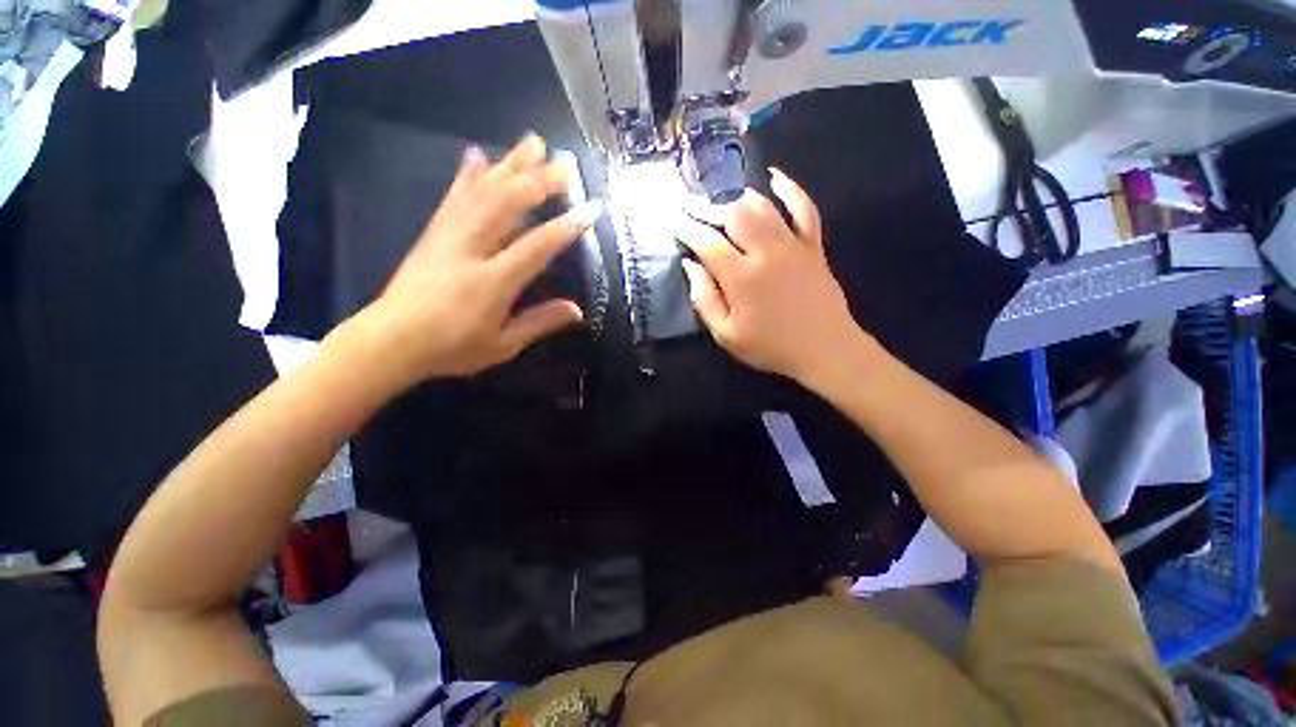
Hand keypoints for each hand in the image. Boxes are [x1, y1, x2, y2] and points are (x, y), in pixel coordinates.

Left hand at [349, 134, 601, 387]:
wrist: (390, 341)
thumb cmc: (451, 348)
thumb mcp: (502, 345)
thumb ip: (539, 323)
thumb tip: (577, 311)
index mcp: (492, 282)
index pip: (535, 247)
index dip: (565, 228)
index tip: (589, 210)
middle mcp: (471, 249)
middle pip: (507, 205)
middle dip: (538, 181)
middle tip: (564, 164)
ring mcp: (449, 236)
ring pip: (483, 192)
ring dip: (510, 166)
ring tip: (532, 144)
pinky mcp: (434, 233)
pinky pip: (454, 198)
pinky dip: (469, 175)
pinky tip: (478, 155)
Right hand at [677, 169, 870, 387]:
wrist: (824, 349)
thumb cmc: (770, 347)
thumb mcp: (726, 335)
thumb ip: (704, 299)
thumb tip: (690, 265)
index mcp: (741, 277)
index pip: (708, 242)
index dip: (688, 229)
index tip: (675, 222)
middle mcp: (766, 252)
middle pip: (733, 215)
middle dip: (707, 207)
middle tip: (690, 204)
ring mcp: (793, 245)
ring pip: (762, 207)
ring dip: (738, 196)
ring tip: (719, 195)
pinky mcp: (813, 246)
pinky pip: (804, 208)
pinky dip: (790, 189)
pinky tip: (775, 177)